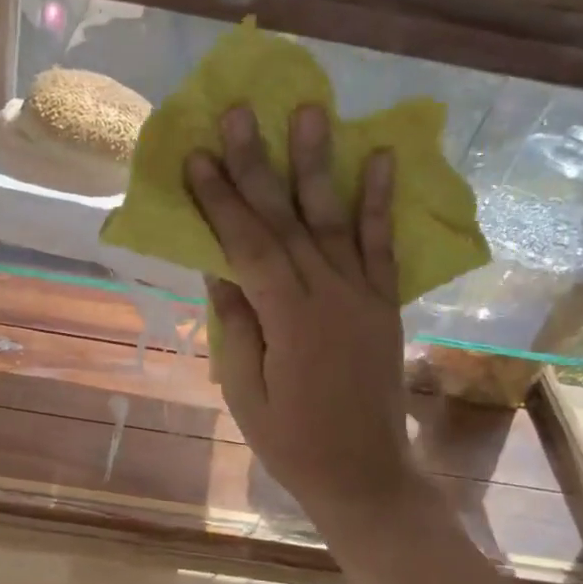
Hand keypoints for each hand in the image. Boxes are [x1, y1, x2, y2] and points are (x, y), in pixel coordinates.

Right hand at [188, 104, 416, 529]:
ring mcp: (364, 295)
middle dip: (259, 164)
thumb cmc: (290, 441)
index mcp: (288, 319)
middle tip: (240, 111)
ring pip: (335, 219)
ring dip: (319, 163)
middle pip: (287, 220)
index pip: (248, 245)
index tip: (197, 156)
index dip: (221, 200)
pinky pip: (382, 245)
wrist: (363, 473)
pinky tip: (379, 159)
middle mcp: (330, 294)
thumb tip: (217, 266)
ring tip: (310, 110)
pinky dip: (380, 201)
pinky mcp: (385, 303)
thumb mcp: (245, 391)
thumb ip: (235, 325)